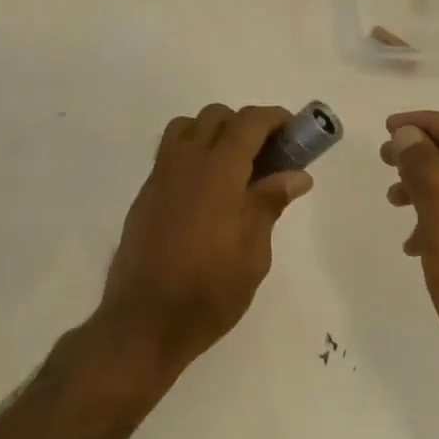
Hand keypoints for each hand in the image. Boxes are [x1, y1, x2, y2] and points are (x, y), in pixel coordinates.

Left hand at [96, 104, 312, 370]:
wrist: (143, 322)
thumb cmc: (207, 293)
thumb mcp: (253, 254)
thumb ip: (269, 204)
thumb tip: (296, 175)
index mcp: (217, 173)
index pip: (248, 123)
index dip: (275, 118)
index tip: (294, 131)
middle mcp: (185, 163)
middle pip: (215, 117)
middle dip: (246, 125)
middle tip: (269, 157)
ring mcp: (160, 177)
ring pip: (187, 128)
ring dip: (214, 133)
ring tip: (234, 169)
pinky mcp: (145, 195)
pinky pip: (170, 154)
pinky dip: (193, 153)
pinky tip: (207, 193)